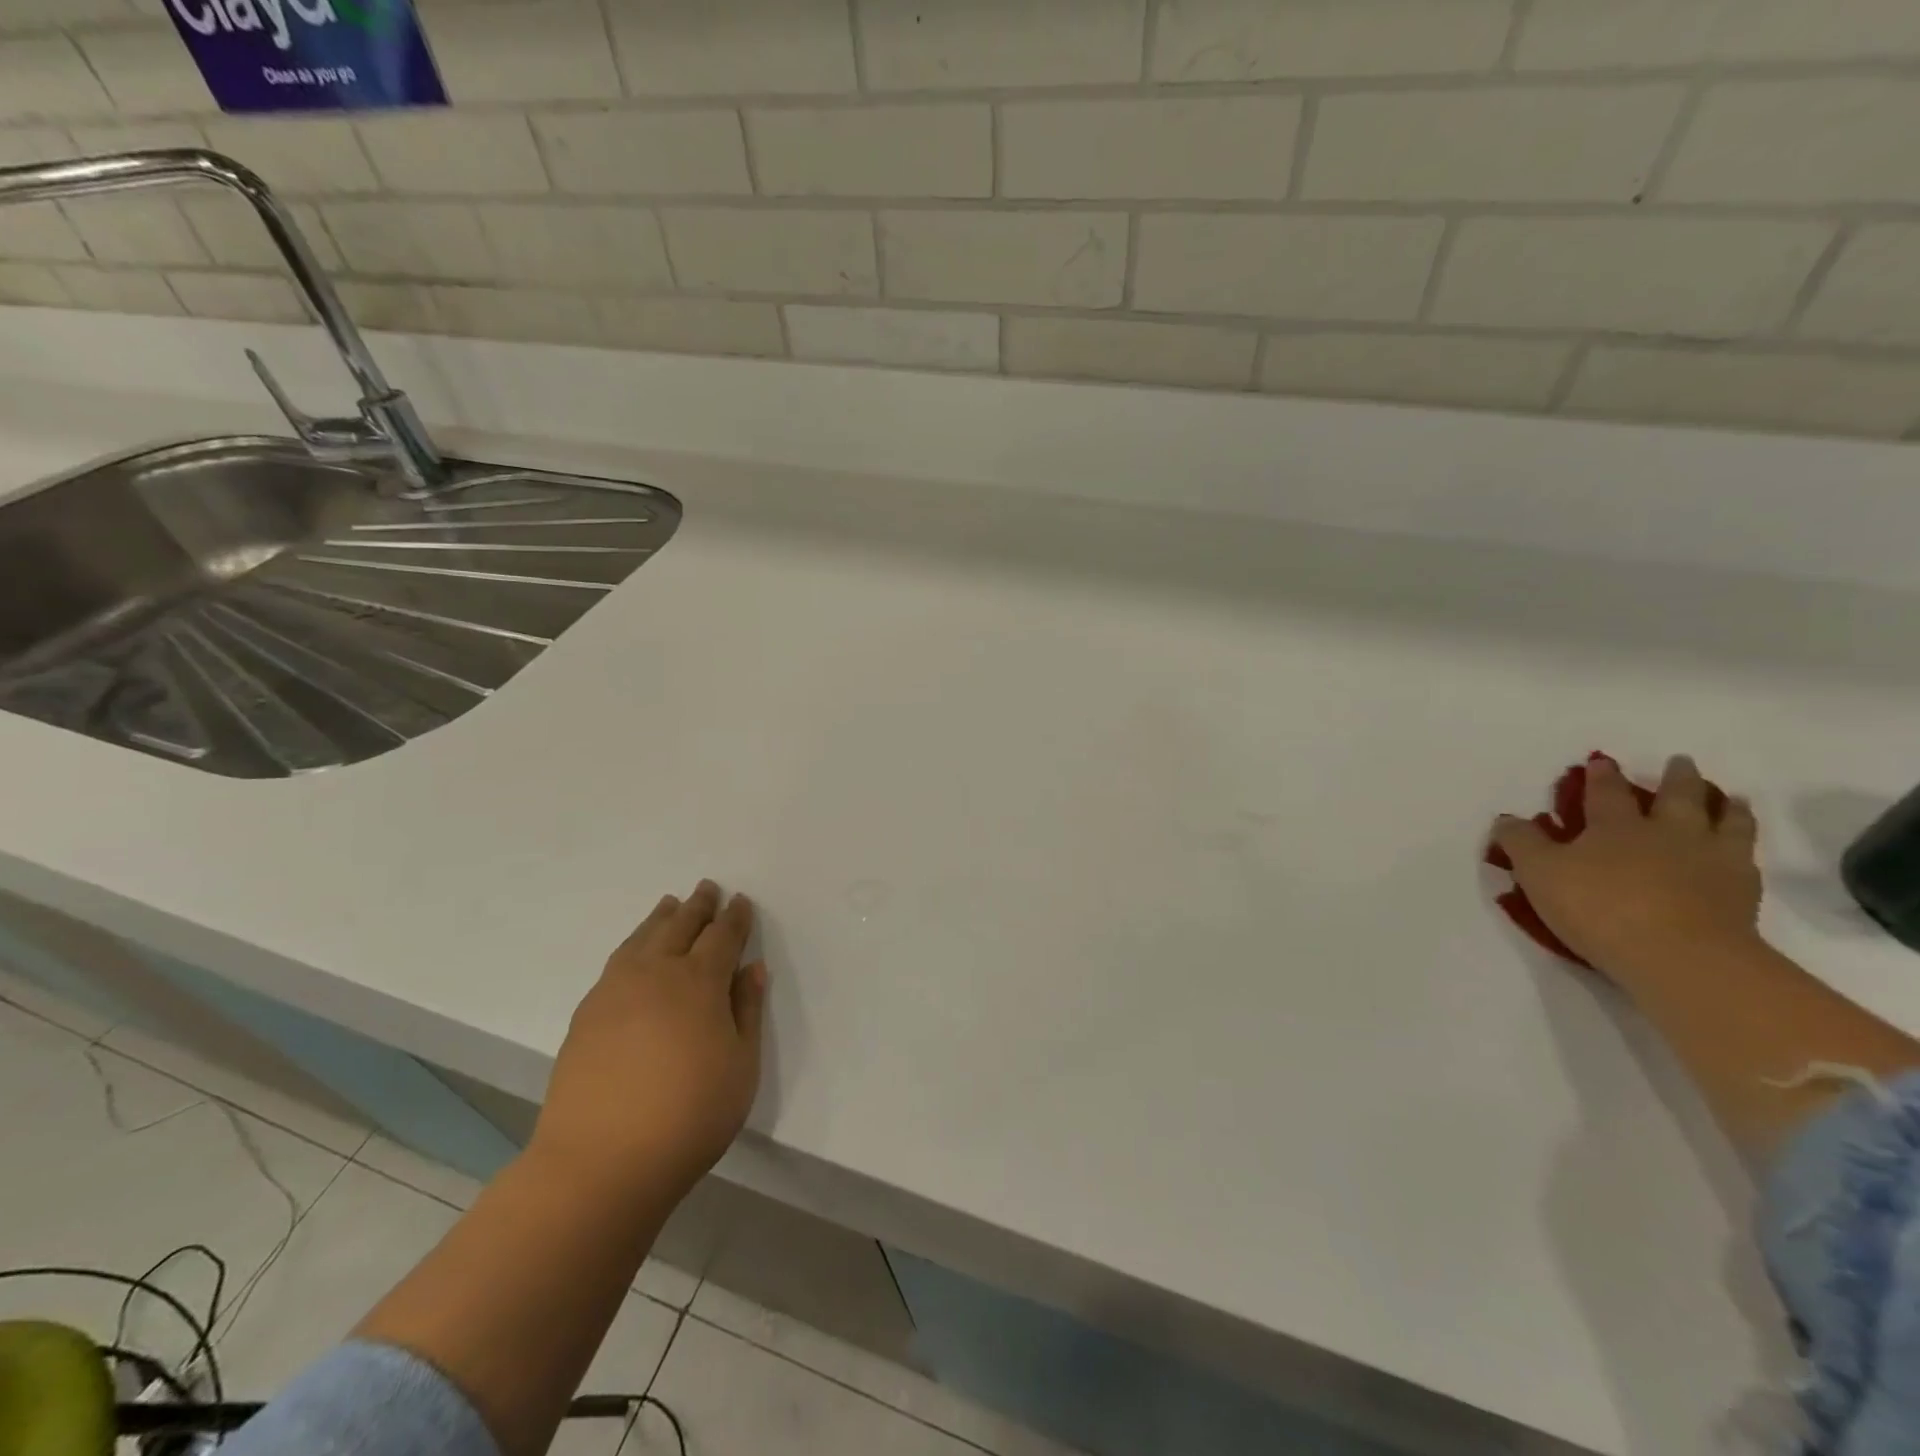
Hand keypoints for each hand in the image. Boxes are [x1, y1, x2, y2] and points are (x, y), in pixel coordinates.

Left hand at [532, 880, 767, 1202]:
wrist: (599, 1162)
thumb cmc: (688, 1116)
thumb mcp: (741, 1067)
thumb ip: (747, 1011)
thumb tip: (752, 968)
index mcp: (699, 983)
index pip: (722, 937)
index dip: (735, 918)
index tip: (741, 902)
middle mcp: (656, 974)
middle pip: (681, 927)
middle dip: (699, 906)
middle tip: (708, 887)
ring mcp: (615, 991)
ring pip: (643, 938)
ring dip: (662, 918)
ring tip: (671, 904)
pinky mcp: (587, 1013)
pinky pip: (617, 960)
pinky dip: (634, 942)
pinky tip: (636, 950)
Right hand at [1492, 755, 1761, 986]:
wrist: (1681, 956)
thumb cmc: (1599, 907)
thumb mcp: (1539, 873)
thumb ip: (1521, 843)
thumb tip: (1507, 818)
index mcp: (1616, 826)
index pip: (1606, 793)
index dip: (1601, 776)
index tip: (1602, 762)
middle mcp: (1667, 833)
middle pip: (1677, 796)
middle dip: (1676, 777)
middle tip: (1681, 761)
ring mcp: (1712, 860)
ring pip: (1726, 821)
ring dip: (1728, 806)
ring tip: (1731, 798)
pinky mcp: (1743, 892)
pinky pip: (1748, 858)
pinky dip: (1746, 845)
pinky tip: (1744, 850)